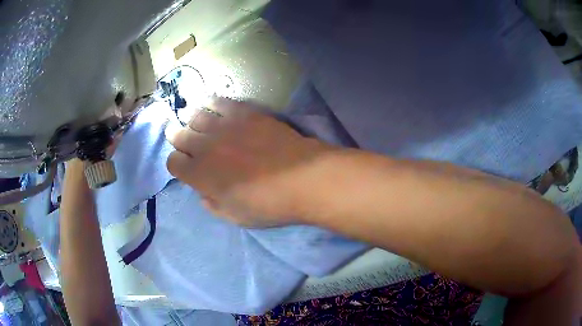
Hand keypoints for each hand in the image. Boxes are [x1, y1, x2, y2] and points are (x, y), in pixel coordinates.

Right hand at [165, 98, 329, 226]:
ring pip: (196, 116)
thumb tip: (203, 192)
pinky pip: (221, 101)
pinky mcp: (245, 113)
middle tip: (185, 140)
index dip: (177, 164)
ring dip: (193, 120)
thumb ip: (212, 204)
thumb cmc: (269, 204)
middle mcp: (205, 147)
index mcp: (200, 175)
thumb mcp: (235, 217)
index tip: (185, 167)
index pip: (173, 163)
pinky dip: (213, 103)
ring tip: (197, 123)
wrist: (303, 179)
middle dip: (178, 138)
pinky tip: (214, 106)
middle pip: (179, 135)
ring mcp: (225, 126)